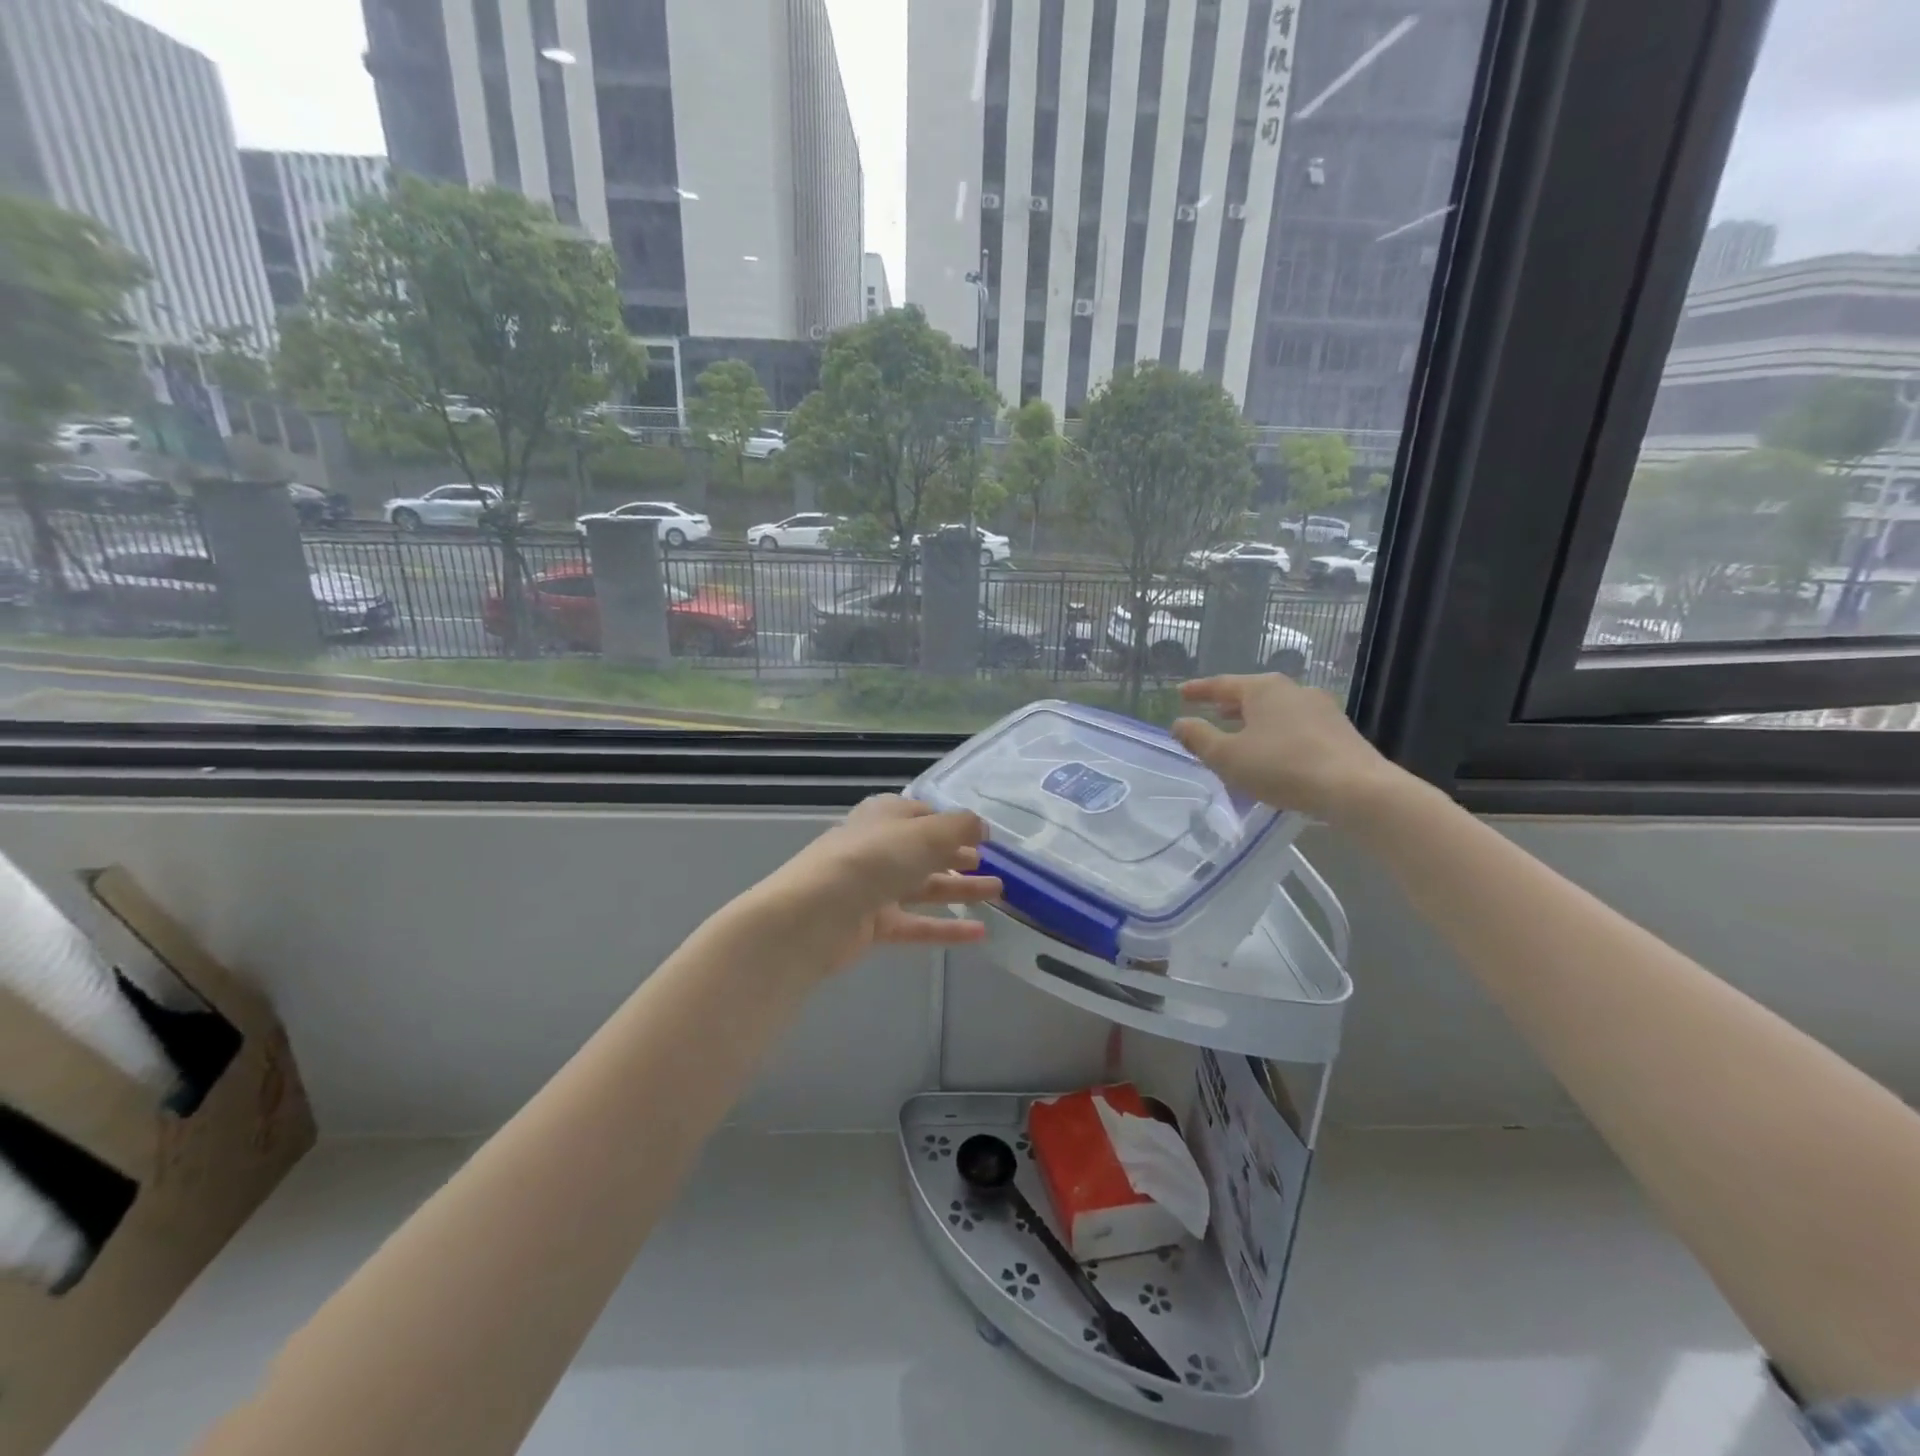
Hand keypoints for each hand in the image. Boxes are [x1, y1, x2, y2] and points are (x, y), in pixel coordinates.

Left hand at [746, 795, 1001, 975]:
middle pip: (926, 850)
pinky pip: (917, 924)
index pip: (924, 814)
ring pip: (926, 886)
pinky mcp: (873, 925)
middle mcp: (879, 848)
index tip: (987, 835)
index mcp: (885, 816)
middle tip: (997, 865)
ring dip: (961, 888)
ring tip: (1000, 893)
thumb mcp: (923, 834)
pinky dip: (947, 928)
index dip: (953, 822)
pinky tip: (981, 933)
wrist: (812, 916)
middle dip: (960, 855)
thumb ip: (958, 827)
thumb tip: (982, 824)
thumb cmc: (871, 861)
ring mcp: (874, 888)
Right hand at [1171, 674, 1410, 826]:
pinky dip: (1276, 732)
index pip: (1222, 684)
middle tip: (1211, 712)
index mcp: (1263, 689)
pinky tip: (1274, 751)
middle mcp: (1293, 690)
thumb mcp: (1228, 756)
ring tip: (1240, 733)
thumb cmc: (1282, 767)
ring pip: (1276, 710)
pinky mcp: (1339, 731)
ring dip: (1254, 720)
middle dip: (1229, 704)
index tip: (1180, 693)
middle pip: (1252, 694)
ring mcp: (1321, 709)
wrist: (1356, 789)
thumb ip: (1199, 738)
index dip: (1198, 690)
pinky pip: (1296, 726)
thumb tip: (1179, 723)